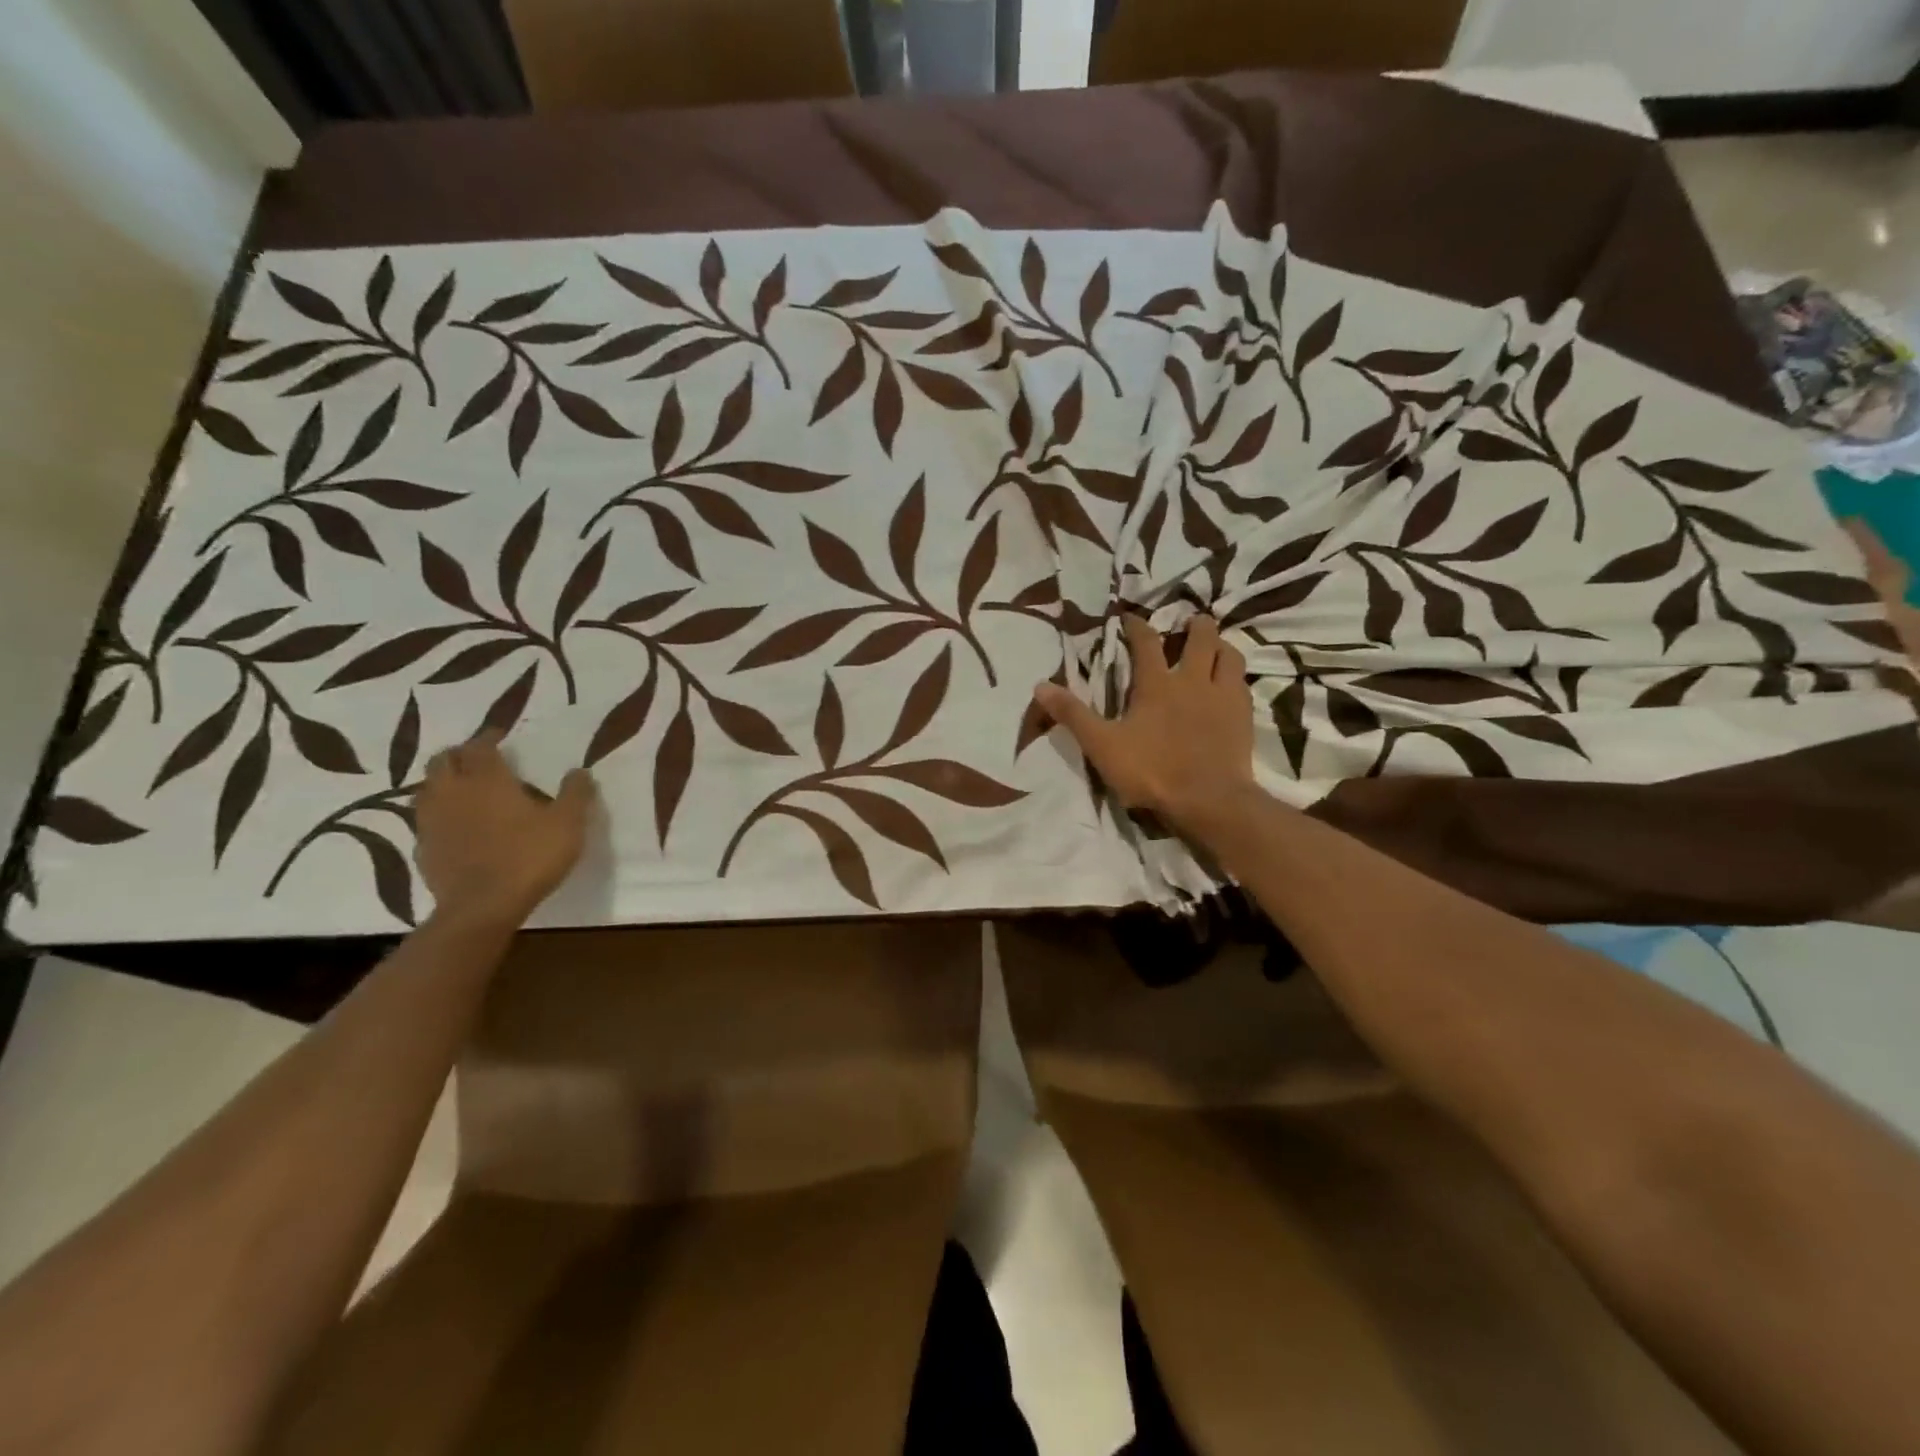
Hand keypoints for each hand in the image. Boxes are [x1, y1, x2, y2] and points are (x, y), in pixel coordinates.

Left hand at [414, 732, 594, 927]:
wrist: (483, 907)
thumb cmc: (529, 857)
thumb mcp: (568, 824)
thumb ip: (575, 794)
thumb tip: (580, 771)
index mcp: (487, 779)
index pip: (480, 745)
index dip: (489, 737)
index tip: (500, 736)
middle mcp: (453, 792)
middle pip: (443, 761)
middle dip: (460, 755)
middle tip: (479, 760)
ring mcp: (432, 821)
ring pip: (427, 789)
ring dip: (443, 783)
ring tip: (463, 790)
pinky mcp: (423, 849)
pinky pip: (426, 822)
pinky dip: (439, 816)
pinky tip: (454, 827)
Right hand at [1033, 615, 1254, 835]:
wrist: (1209, 800)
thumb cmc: (1152, 771)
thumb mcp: (1102, 745)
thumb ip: (1073, 715)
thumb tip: (1040, 685)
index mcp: (1157, 684)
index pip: (1147, 642)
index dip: (1137, 626)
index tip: (1131, 618)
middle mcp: (1193, 680)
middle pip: (1201, 638)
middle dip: (1195, 625)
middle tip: (1189, 623)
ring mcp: (1223, 697)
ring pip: (1230, 656)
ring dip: (1221, 646)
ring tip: (1215, 647)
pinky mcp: (1244, 717)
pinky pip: (1244, 685)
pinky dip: (1235, 678)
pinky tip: (1231, 686)